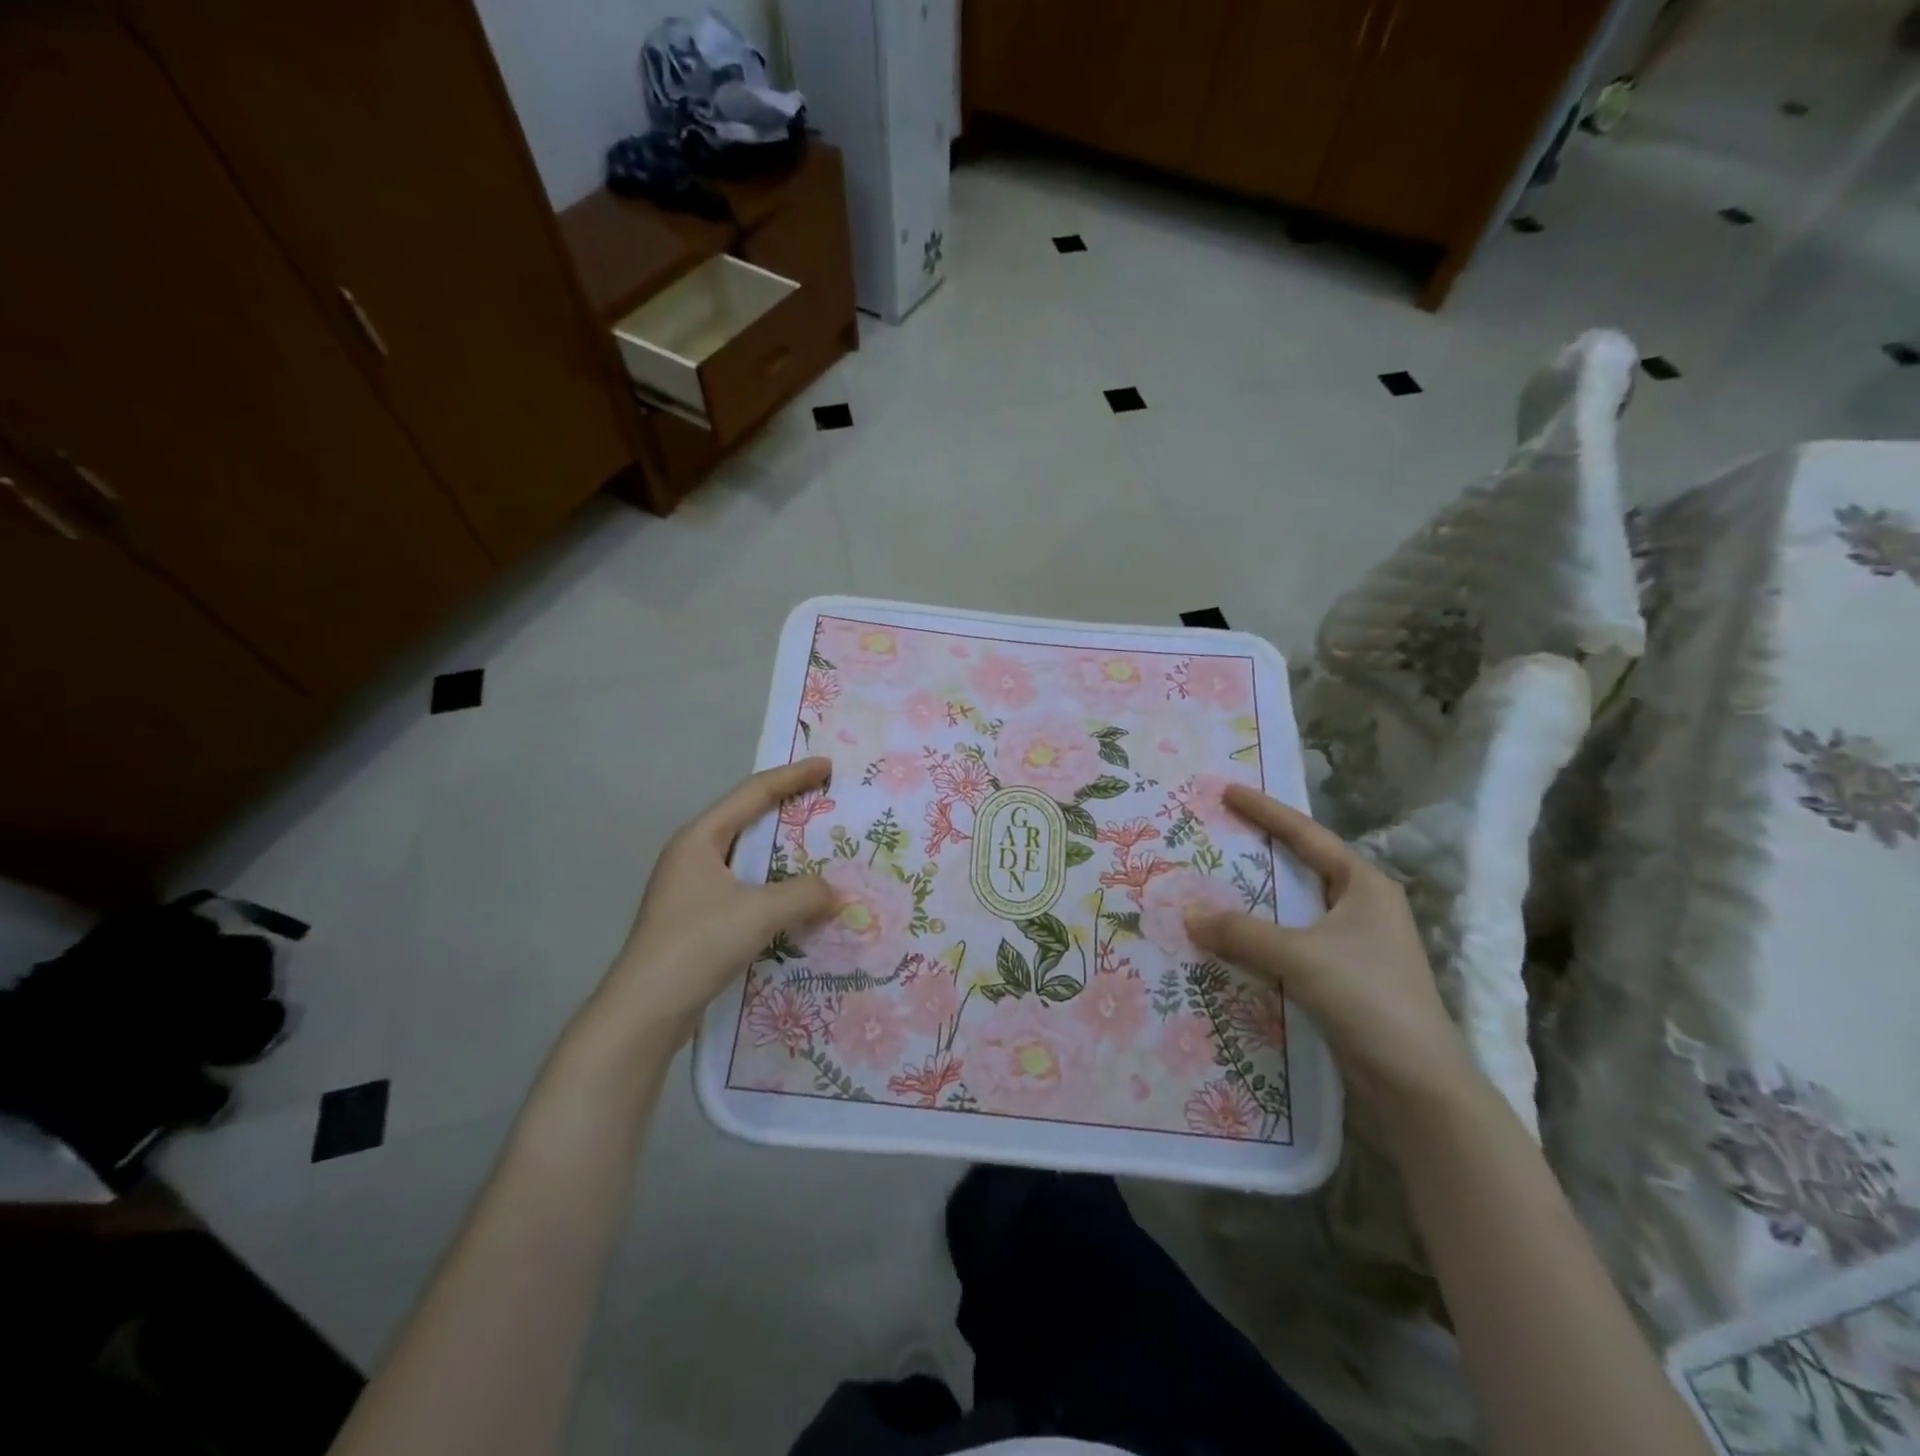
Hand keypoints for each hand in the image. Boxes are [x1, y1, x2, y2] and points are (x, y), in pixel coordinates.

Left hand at [596, 758, 837, 1044]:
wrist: (645, 1009)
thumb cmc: (698, 943)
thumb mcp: (760, 912)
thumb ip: (805, 894)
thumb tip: (837, 893)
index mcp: (699, 838)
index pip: (753, 793)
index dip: (792, 776)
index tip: (827, 766)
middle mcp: (692, 855)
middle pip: (747, 820)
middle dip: (788, 810)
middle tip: (826, 803)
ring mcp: (691, 889)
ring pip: (746, 858)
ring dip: (782, 854)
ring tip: (819, 850)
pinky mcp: (696, 919)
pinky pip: (744, 888)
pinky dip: (773, 886)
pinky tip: (796, 900)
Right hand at [1184, 784, 1477, 1117]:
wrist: (1418, 1085)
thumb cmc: (1369, 999)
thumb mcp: (1301, 957)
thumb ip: (1241, 932)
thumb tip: (1185, 913)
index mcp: (1364, 885)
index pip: (1306, 835)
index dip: (1266, 811)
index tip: (1227, 790)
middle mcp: (1362, 907)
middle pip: (1300, 868)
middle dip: (1258, 852)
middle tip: (1215, 833)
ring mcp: (1354, 945)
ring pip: (1293, 909)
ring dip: (1254, 900)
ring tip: (1210, 882)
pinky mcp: (1343, 978)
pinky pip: (1291, 943)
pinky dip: (1260, 936)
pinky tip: (1230, 939)